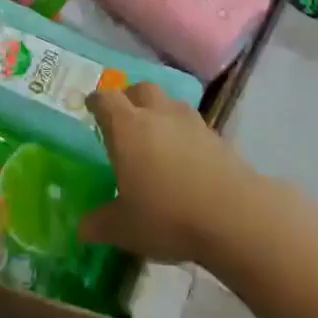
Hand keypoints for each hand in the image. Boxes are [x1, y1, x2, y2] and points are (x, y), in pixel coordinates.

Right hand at [79, 84, 260, 266]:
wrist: (235, 217)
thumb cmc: (167, 216)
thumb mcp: (124, 228)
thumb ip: (100, 224)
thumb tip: (82, 228)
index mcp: (127, 127)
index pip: (105, 99)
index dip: (96, 102)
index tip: (91, 108)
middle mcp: (157, 114)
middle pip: (140, 89)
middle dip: (130, 98)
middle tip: (124, 118)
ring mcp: (191, 122)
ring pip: (170, 102)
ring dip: (160, 112)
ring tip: (157, 137)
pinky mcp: (217, 137)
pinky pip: (193, 125)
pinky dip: (184, 134)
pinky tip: (186, 159)